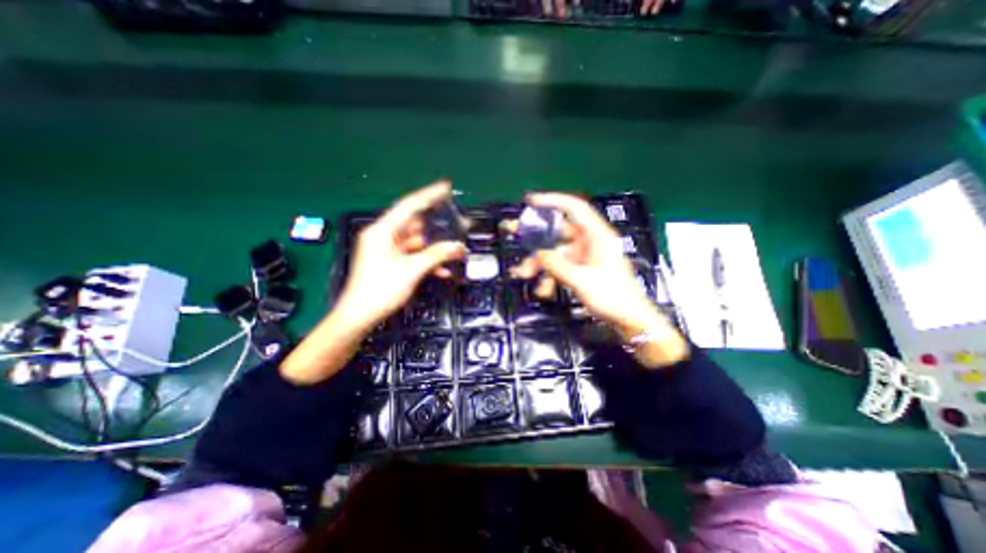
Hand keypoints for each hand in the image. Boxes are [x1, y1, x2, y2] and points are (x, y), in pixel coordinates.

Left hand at [333, 183, 465, 335]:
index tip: (446, 187)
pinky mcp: (392, 262)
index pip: (409, 206)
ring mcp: (388, 250)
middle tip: (458, 222)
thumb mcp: (412, 270)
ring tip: (456, 248)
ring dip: (435, 247)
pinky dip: (427, 260)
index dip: (429, 195)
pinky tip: (444, 270)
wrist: (359, 316)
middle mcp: (384, 236)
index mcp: (383, 231)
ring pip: (417, 242)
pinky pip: (413, 255)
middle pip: (415, 224)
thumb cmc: (381, 290)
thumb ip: (437, 255)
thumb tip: (459, 247)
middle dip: (437, 225)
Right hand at [507, 193, 686, 369]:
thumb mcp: (581, 281)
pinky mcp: (582, 269)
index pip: (574, 209)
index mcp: (597, 236)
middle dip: (536, 238)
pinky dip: (550, 276)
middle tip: (513, 232)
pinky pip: (561, 267)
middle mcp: (590, 242)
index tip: (531, 202)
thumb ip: (556, 265)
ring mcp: (585, 256)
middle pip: (558, 232)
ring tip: (523, 275)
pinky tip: (543, 290)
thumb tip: (538, 254)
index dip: (552, 201)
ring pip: (556, 253)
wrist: (629, 320)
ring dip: (539, 264)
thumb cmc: (612, 297)